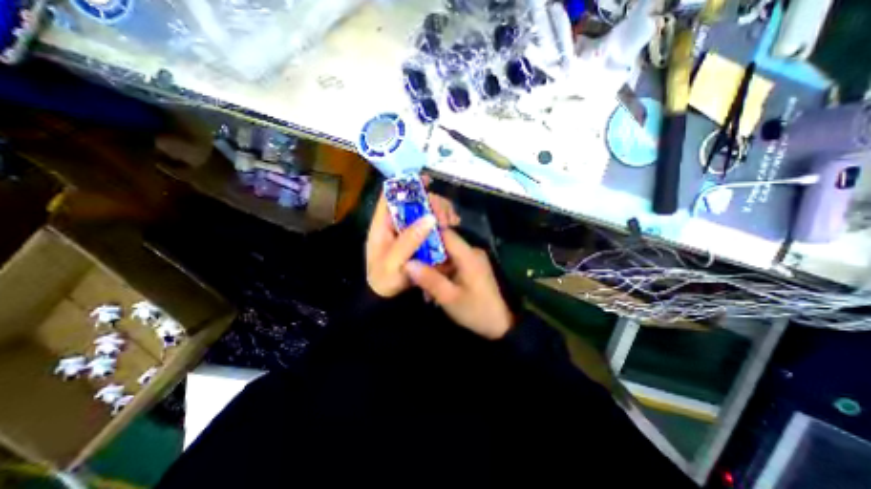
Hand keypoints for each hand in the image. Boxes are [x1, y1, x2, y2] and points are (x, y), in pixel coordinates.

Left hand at [366, 191, 461, 298]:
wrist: (387, 297)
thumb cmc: (384, 280)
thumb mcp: (393, 262)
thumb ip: (409, 241)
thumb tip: (430, 217)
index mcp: (383, 224)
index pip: (391, 195)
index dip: (406, 184)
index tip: (427, 181)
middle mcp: (397, 223)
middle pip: (414, 201)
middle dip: (433, 203)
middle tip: (446, 216)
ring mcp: (410, 231)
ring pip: (426, 211)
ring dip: (441, 211)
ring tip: (453, 221)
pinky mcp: (420, 239)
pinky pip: (433, 225)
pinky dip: (444, 222)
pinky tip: (453, 225)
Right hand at [404, 230, 510, 340]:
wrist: (501, 325)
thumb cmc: (476, 310)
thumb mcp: (449, 298)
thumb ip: (429, 279)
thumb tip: (407, 263)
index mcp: (468, 255)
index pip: (445, 233)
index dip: (426, 234)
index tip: (409, 243)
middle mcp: (471, 252)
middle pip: (443, 246)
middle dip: (426, 258)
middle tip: (412, 272)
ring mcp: (472, 260)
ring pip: (446, 257)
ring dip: (433, 270)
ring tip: (422, 288)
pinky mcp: (472, 269)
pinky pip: (452, 265)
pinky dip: (441, 275)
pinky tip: (433, 290)